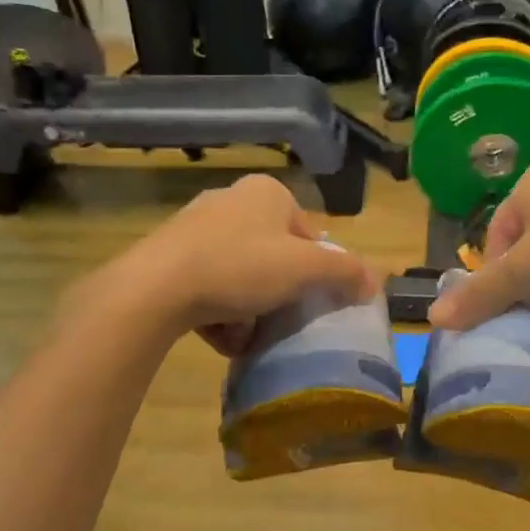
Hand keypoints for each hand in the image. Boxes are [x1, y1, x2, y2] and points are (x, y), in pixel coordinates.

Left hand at [117, 174, 377, 353]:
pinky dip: (219, 311)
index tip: (309, 300)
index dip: (314, 270)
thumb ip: (345, 273)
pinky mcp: (169, 256)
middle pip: (273, 256)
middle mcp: (231, 200)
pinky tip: (220, 337)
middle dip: (278, 293)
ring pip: (240, 274)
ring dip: (249, 309)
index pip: (307, 233)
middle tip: (279, 320)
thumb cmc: (241, 267)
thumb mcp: (305, 269)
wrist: (155, 288)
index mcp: (266, 193)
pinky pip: (209, 285)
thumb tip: (374, 283)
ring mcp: (195, 227)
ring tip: (246, 335)